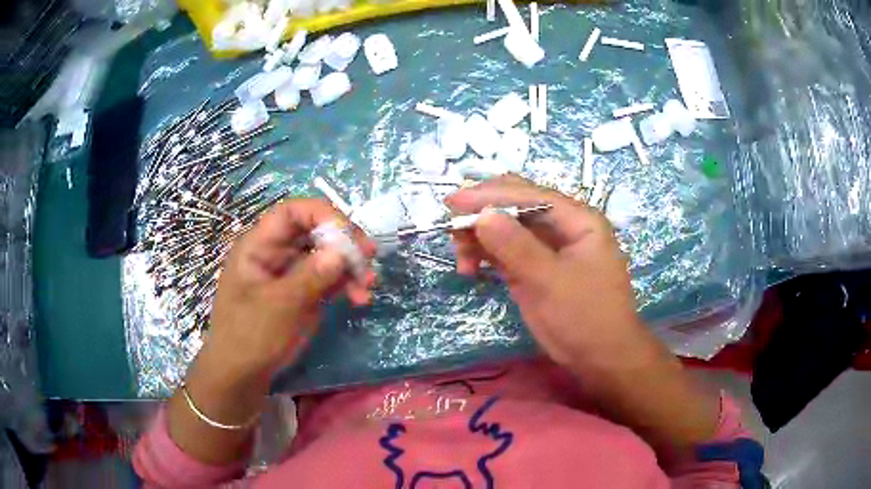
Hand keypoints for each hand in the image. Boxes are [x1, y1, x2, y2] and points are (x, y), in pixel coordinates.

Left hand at [209, 198, 376, 375]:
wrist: (241, 375)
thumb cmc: (249, 337)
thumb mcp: (278, 306)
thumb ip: (310, 277)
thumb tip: (342, 251)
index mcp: (259, 246)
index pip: (292, 212)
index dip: (322, 214)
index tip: (349, 235)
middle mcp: (277, 253)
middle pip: (315, 231)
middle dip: (344, 242)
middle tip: (369, 256)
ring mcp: (291, 273)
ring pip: (327, 255)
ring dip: (351, 266)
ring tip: (368, 285)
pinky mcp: (303, 293)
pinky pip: (329, 279)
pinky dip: (347, 284)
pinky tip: (360, 298)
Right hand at [445, 176, 654, 372]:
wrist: (601, 358)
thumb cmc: (585, 317)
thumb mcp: (550, 281)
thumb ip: (516, 247)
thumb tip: (482, 215)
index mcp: (578, 220)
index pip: (530, 196)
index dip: (491, 195)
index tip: (453, 203)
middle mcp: (563, 227)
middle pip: (517, 207)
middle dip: (483, 214)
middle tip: (452, 228)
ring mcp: (549, 248)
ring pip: (508, 229)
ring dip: (481, 238)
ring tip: (461, 260)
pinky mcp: (536, 269)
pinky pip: (506, 252)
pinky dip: (486, 256)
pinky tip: (470, 268)